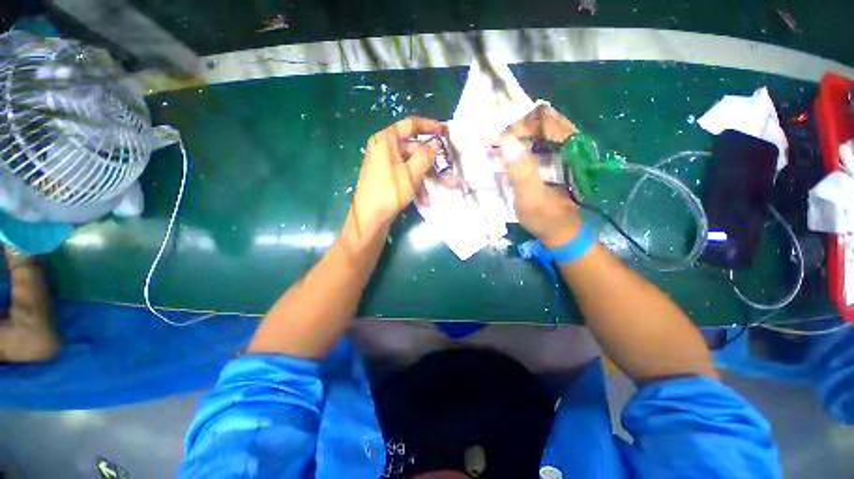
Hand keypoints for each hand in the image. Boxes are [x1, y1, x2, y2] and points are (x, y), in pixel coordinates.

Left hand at [348, 116, 443, 236]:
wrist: (369, 218)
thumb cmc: (389, 192)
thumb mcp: (411, 173)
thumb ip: (426, 155)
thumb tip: (436, 143)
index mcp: (386, 140)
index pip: (411, 124)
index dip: (430, 126)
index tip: (445, 132)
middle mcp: (384, 148)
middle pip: (414, 148)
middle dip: (432, 163)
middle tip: (448, 171)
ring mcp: (385, 164)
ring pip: (411, 164)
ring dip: (425, 178)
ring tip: (437, 192)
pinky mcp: (386, 177)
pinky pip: (405, 175)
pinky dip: (416, 185)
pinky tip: (424, 200)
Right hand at [499, 106, 582, 248]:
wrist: (561, 233)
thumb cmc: (547, 218)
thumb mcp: (532, 198)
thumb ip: (522, 171)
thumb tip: (506, 140)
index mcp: (571, 149)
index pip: (544, 118)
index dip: (519, 124)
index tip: (498, 140)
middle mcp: (570, 143)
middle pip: (540, 120)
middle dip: (515, 128)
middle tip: (495, 142)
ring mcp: (563, 151)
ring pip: (538, 130)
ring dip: (517, 136)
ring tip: (498, 146)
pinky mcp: (556, 160)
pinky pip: (538, 142)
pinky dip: (521, 145)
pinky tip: (508, 155)